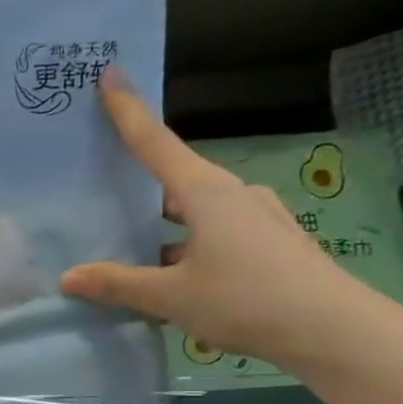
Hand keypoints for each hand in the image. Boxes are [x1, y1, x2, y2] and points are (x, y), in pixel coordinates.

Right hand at [59, 70, 383, 373]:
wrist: (333, 329)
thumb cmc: (246, 300)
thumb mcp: (171, 296)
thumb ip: (118, 284)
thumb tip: (69, 277)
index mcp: (206, 193)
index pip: (155, 143)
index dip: (129, 111)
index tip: (110, 74)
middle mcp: (232, 194)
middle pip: (174, 181)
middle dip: (141, 190)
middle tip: (106, 199)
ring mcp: (256, 217)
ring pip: (195, 214)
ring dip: (164, 231)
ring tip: (133, 260)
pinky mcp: (270, 242)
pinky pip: (215, 235)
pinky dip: (188, 248)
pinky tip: (175, 282)